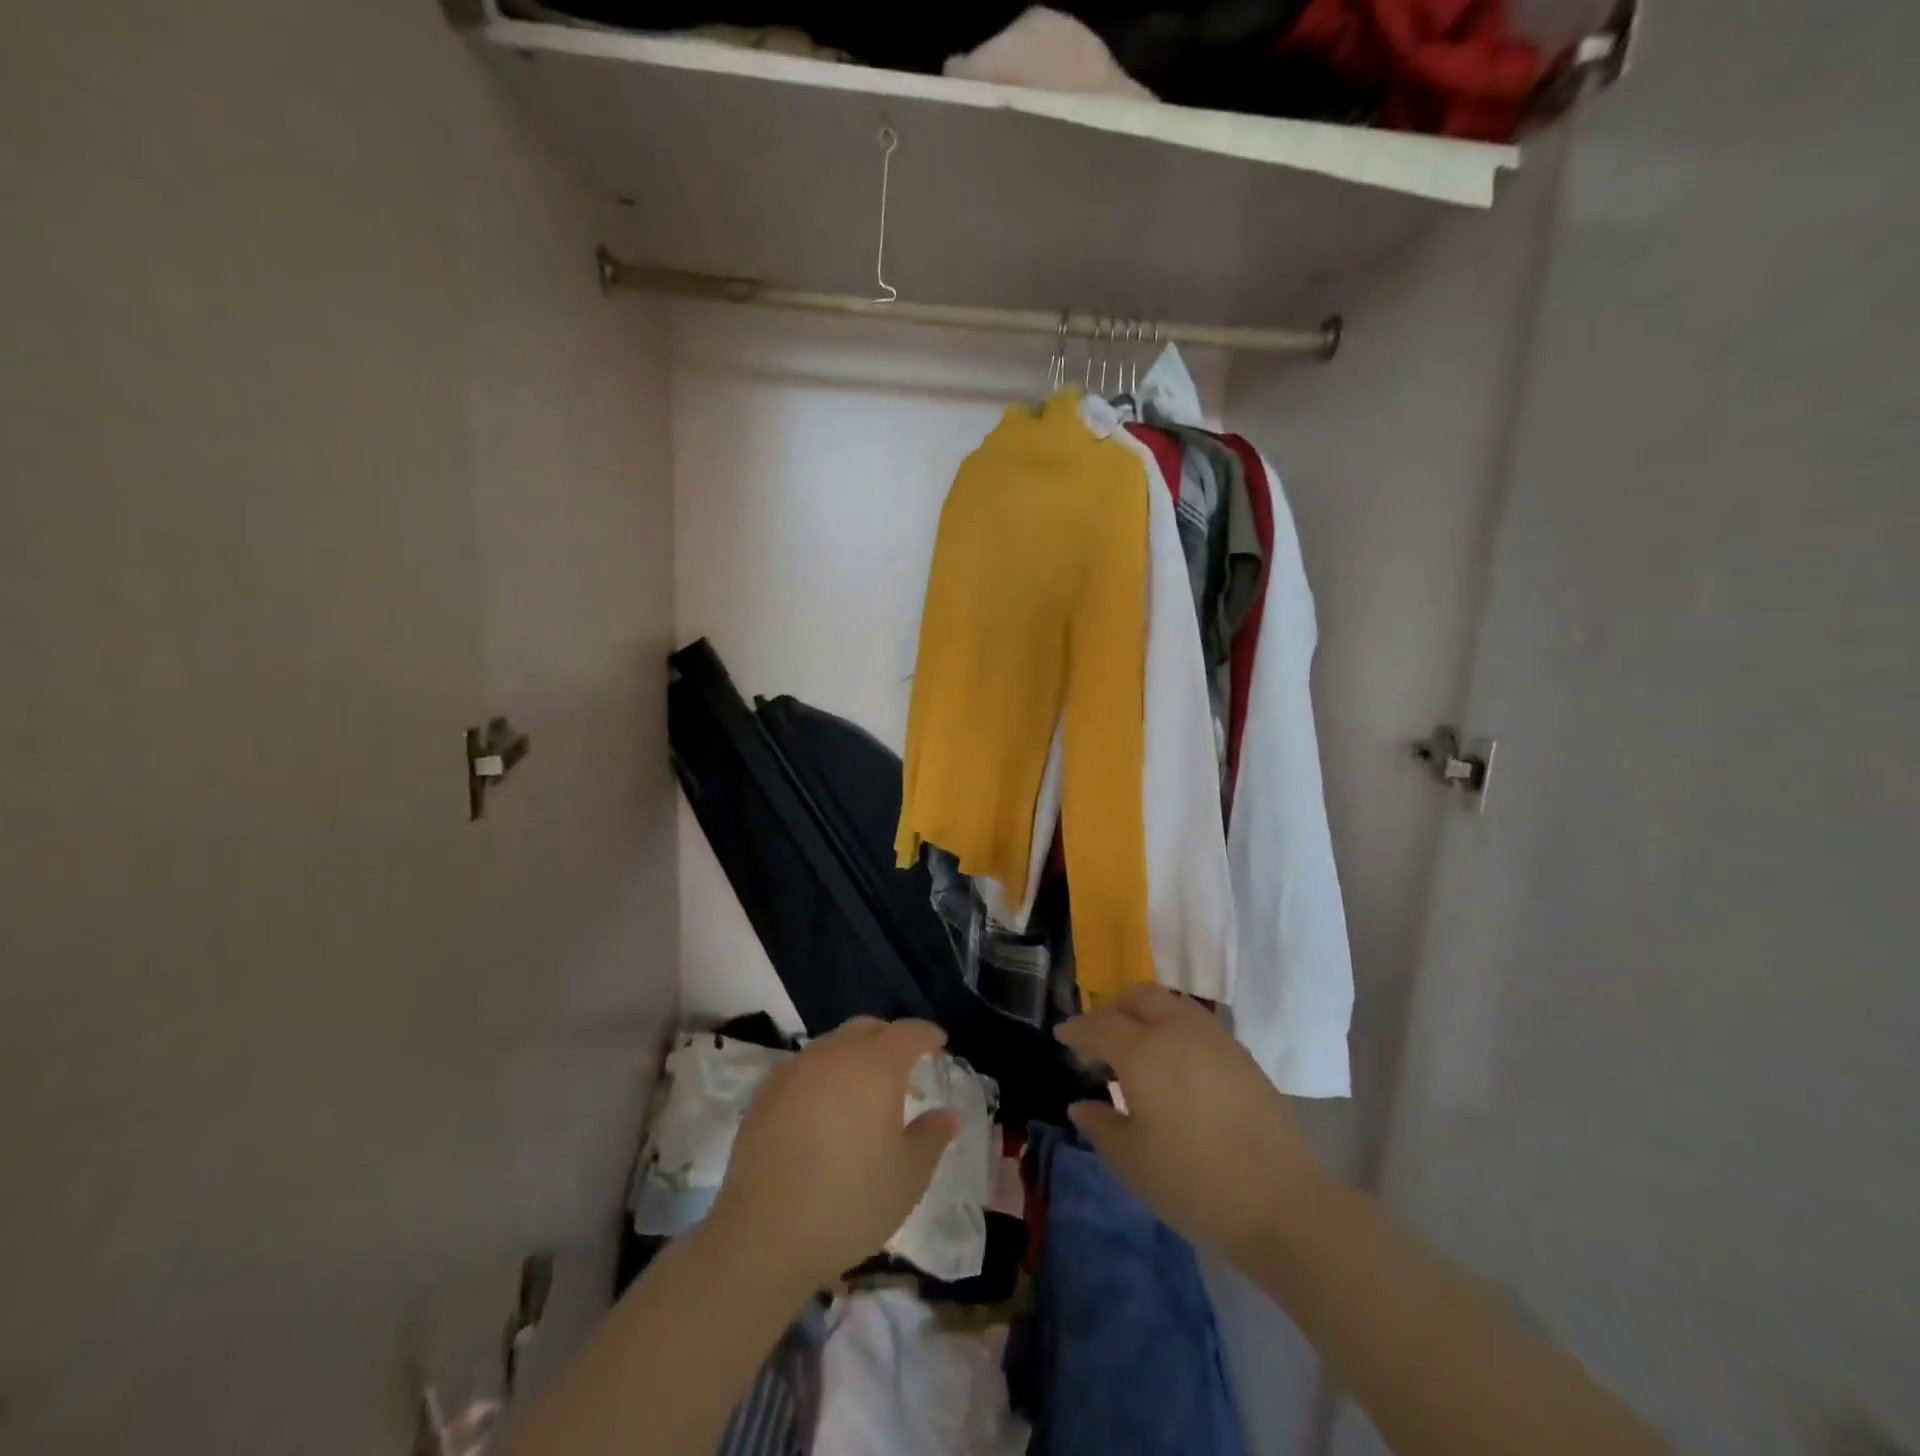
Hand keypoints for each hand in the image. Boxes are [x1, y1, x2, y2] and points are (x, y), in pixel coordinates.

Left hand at [705, 1017, 959, 1290]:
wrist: (763, 1235)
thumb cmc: (849, 1201)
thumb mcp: (907, 1177)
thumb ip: (931, 1138)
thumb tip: (947, 1115)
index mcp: (876, 1065)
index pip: (908, 1033)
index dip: (927, 1035)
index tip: (939, 1044)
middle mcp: (834, 1054)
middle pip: (867, 1029)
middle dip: (889, 1038)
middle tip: (903, 1063)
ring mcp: (795, 1070)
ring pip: (832, 1045)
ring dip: (853, 1055)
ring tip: (862, 1087)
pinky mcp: (766, 1093)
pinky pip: (804, 1068)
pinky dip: (822, 1075)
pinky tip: (823, 1107)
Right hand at [1056, 984, 1326, 1261]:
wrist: (1282, 1202)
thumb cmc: (1194, 1181)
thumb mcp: (1132, 1161)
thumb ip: (1100, 1125)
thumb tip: (1081, 1104)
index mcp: (1143, 1050)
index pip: (1100, 1025)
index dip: (1077, 1029)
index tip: (1062, 1036)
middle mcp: (1177, 1030)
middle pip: (1139, 997)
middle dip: (1113, 1009)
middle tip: (1099, 1037)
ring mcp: (1215, 1039)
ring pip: (1171, 1005)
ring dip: (1146, 1015)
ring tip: (1137, 1050)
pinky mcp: (1242, 1056)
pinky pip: (1196, 1025)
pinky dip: (1173, 1031)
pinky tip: (1173, 1067)